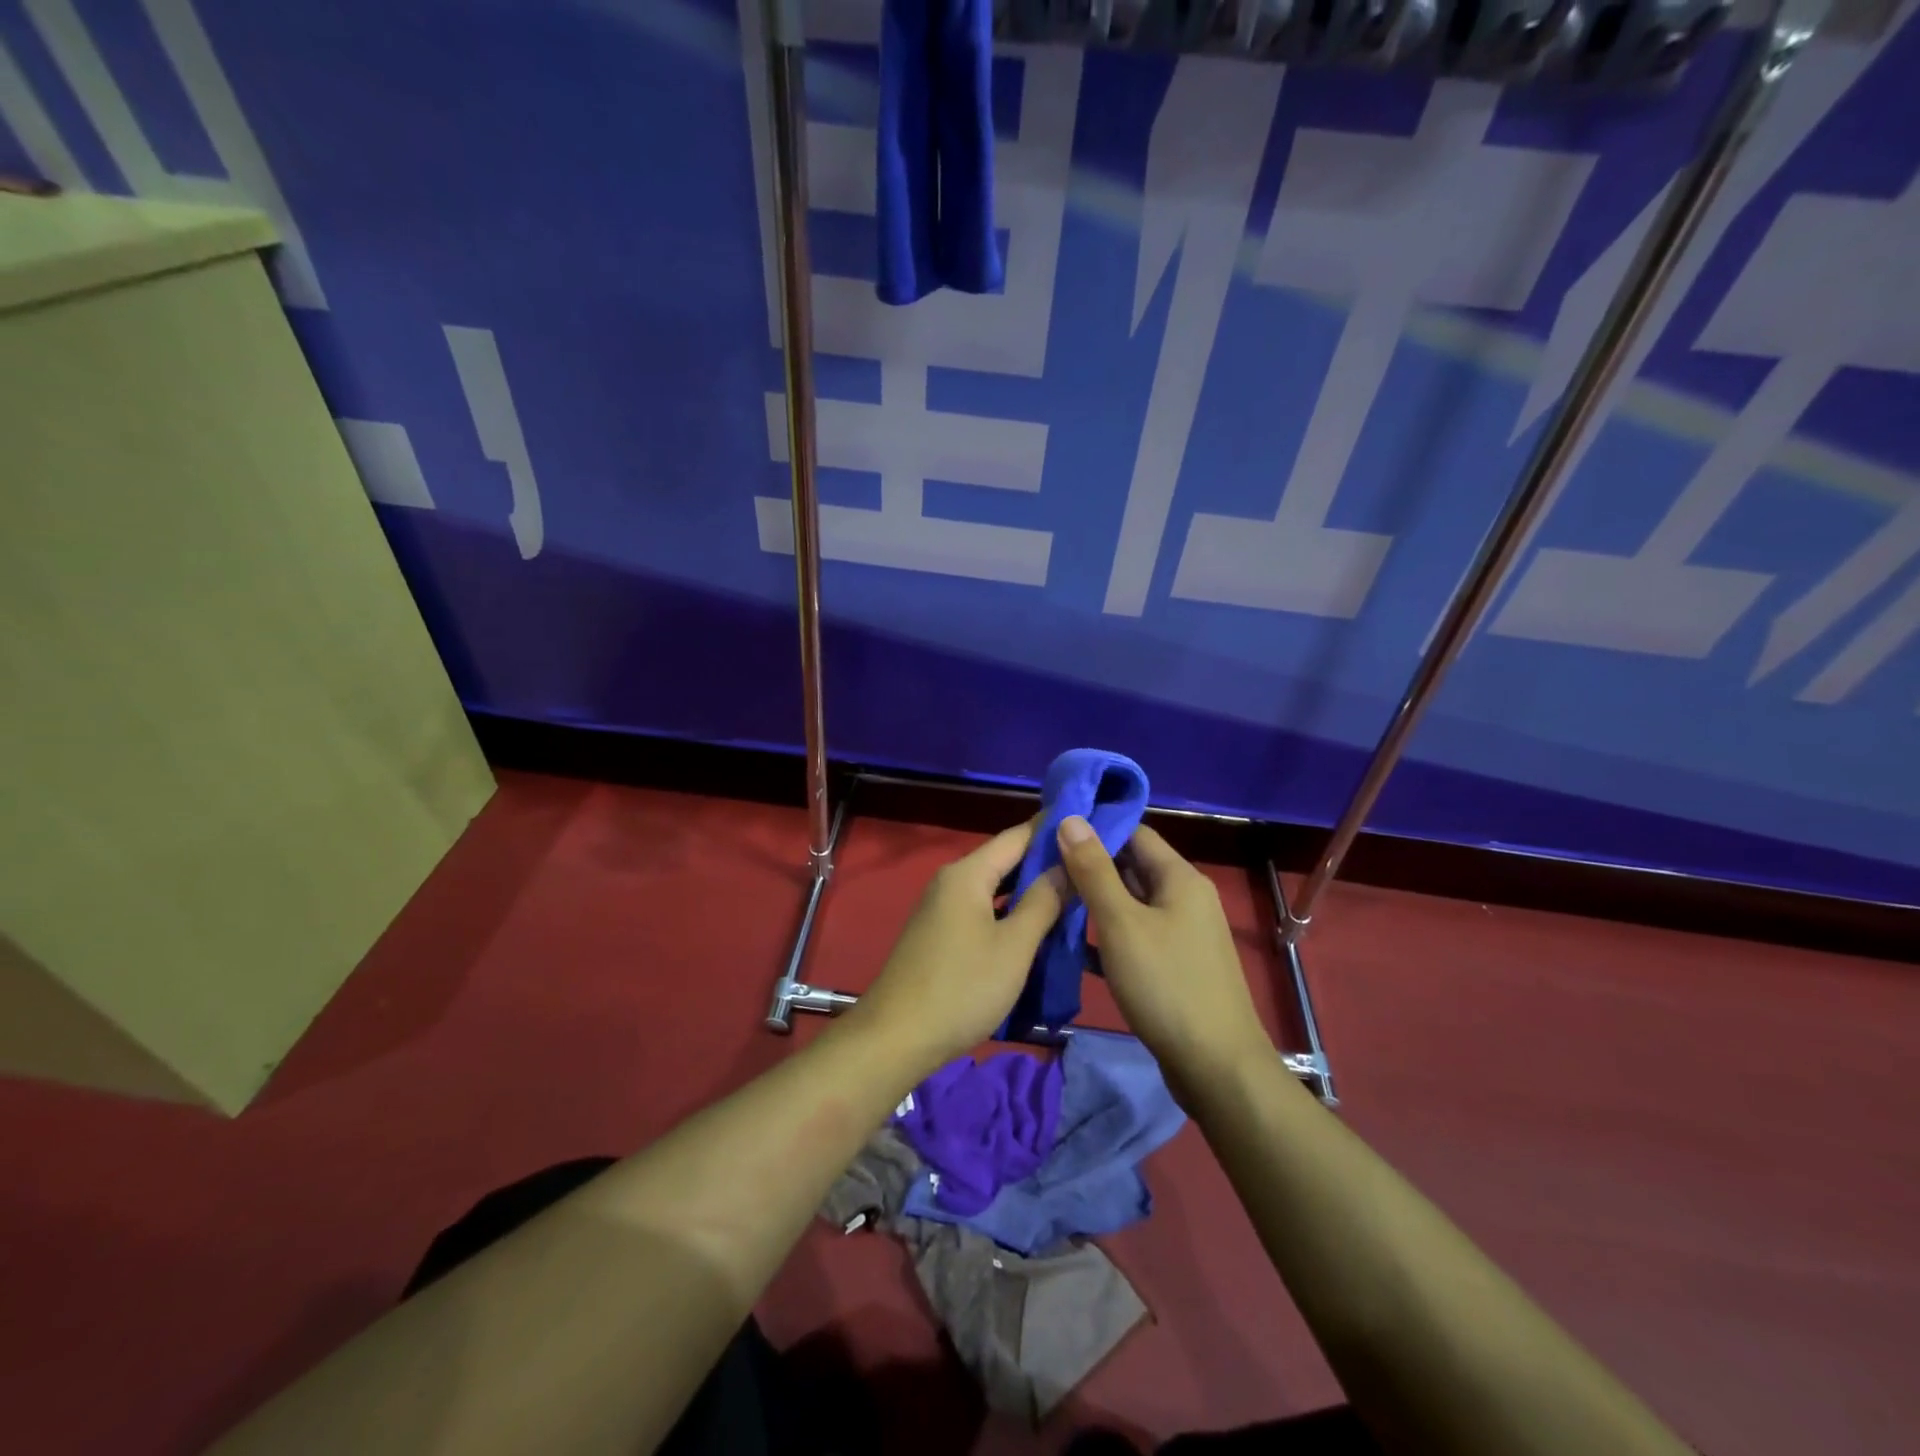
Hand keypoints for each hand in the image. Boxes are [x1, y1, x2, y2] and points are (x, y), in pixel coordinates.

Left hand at [850, 821, 1065, 1076]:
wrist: (897, 1037)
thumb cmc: (962, 987)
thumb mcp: (1014, 946)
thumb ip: (1043, 901)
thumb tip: (1066, 865)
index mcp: (967, 873)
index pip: (1017, 836)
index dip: (1053, 829)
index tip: (1090, 822)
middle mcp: (951, 881)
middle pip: (1005, 859)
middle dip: (1046, 861)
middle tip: (1091, 863)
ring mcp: (942, 907)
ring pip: (995, 887)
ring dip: (1029, 889)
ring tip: (1074, 890)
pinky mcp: (940, 933)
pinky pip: (983, 909)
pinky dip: (1010, 910)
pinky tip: (1035, 923)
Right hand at [1055, 817, 1269, 1096]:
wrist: (1216, 1068)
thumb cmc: (1167, 985)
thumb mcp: (1121, 923)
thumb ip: (1094, 870)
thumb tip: (1071, 818)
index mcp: (1180, 878)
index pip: (1134, 832)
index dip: (1095, 827)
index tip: (1053, 830)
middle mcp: (1185, 898)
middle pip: (1132, 866)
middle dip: (1090, 865)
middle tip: (1043, 866)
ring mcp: (1182, 934)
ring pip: (1131, 903)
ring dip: (1095, 901)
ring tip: (1050, 898)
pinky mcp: (1175, 965)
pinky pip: (1135, 935)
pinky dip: (1107, 935)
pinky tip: (1073, 944)